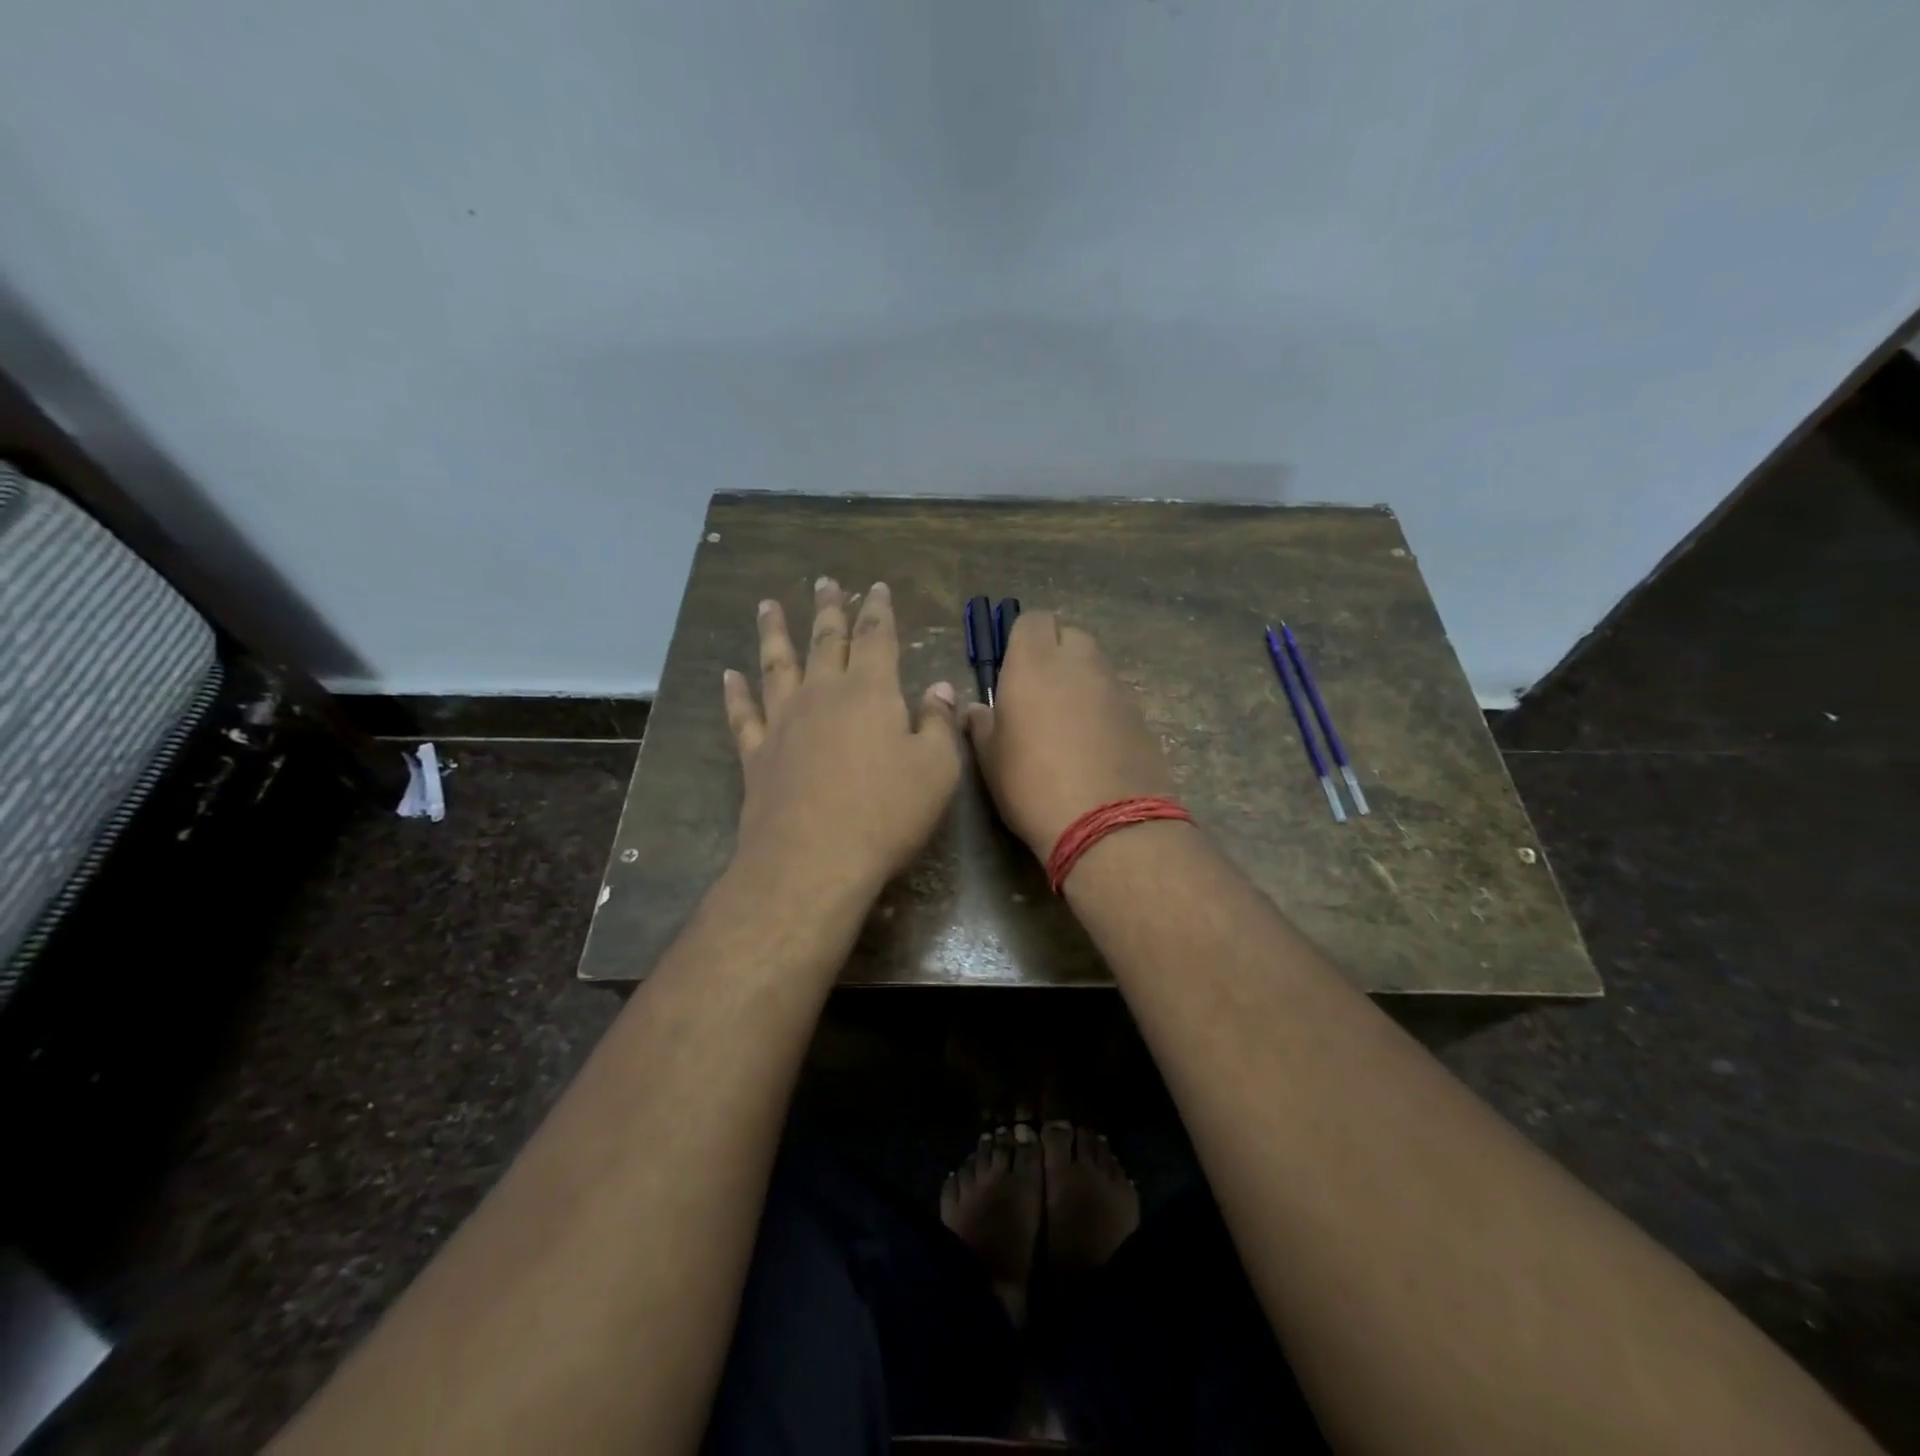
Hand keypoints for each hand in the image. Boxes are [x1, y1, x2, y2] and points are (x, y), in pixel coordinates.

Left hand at [723, 577, 961, 898]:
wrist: (813, 859)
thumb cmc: (886, 812)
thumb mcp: (936, 769)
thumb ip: (938, 723)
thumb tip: (940, 688)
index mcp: (871, 692)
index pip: (877, 638)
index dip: (878, 610)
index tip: (875, 587)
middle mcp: (823, 695)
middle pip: (826, 641)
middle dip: (829, 610)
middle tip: (824, 583)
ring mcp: (783, 722)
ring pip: (777, 665)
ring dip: (773, 633)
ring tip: (767, 606)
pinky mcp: (756, 754)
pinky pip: (742, 714)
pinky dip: (735, 693)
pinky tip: (729, 676)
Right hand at [965, 612, 1174, 859]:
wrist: (1108, 823)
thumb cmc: (1032, 785)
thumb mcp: (991, 759)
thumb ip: (982, 724)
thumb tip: (977, 709)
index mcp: (1035, 664)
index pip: (1032, 620)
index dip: (1021, 639)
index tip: (1011, 669)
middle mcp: (1079, 664)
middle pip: (1069, 637)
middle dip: (1054, 654)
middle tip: (1038, 693)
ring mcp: (1115, 688)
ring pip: (1095, 667)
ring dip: (1079, 682)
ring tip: (1065, 724)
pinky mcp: (1140, 715)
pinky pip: (1114, 697)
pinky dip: (1101, 708)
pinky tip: (1091, 745)